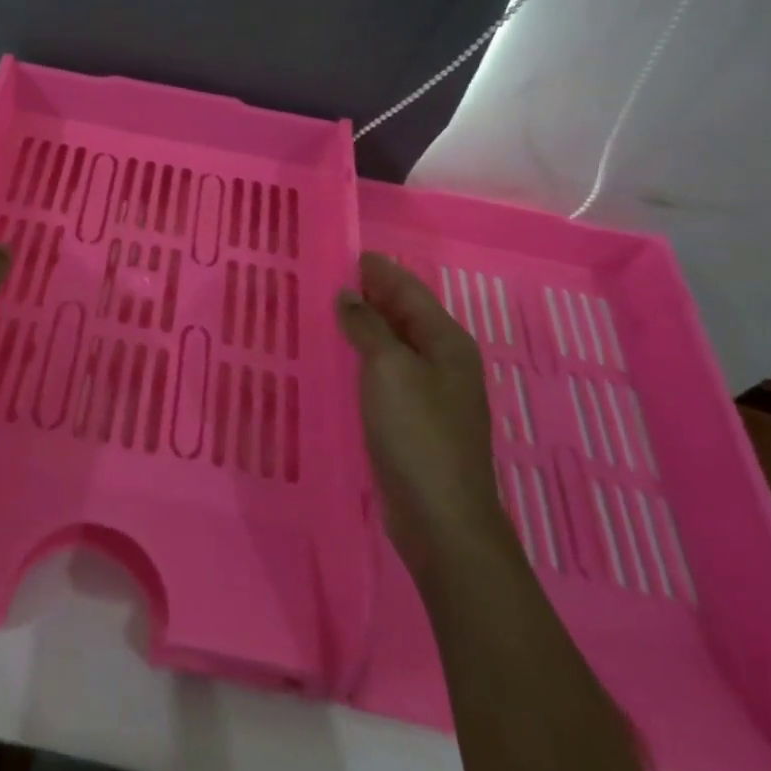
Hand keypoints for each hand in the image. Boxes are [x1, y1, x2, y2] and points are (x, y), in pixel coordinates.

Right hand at [336, 253, 507, 561]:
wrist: (441, 519)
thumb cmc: (417, 433)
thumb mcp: (388, 369)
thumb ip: (367, 326)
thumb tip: (348, 295)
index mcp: (446, 341)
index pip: (409, 289)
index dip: (377, 270)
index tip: (342, 251)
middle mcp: (443, 360)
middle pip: (403, 314)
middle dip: (369, 294)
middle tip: (325, 276)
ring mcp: (430, 393)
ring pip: (393, 344)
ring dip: (363, 326)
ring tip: (324, 310)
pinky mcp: (413, 420)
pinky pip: (385, 373)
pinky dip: (363, 357)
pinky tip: (338, 357)